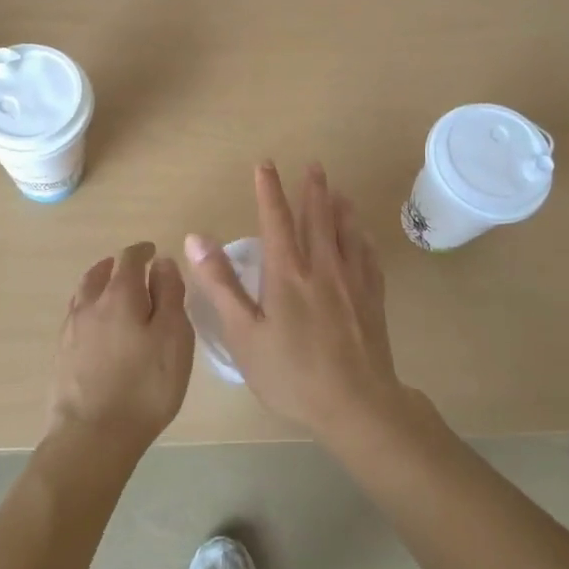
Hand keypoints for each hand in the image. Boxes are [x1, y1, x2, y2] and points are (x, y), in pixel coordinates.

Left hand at [49, 241, 193, 457]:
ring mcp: (71, 331)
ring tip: (112, 292)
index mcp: (120, 294)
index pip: (129, 258)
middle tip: (133, 270)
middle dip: (117, 266)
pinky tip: (97, 327)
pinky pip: (75, 318)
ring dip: (98, 285)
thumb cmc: (144, 385)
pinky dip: (89, 310)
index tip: (153, 252)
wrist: (91, 437)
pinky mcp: (61, 356)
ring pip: (83, 294)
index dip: (142, 251)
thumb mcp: (173, 337)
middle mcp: (90, 304)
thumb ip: (170, 294)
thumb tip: (162, 262)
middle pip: (99, 273)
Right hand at [185, 163, 409, 447]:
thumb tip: (196, 238)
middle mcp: (322, 267)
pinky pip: (369, 257)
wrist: (356, 403)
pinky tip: (364, 237)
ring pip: (347, 233)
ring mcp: (352, 281)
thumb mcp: (244, 333)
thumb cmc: (291, 373)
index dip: (269, 190)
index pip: (276, 219)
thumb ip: (220, 284)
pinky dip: (363, 239)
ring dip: (341, 207)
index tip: (265, 164)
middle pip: (318, 217)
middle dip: (313, 189)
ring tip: (340, 191)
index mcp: (287, 273)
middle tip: (314, 165)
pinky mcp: (373, 299)